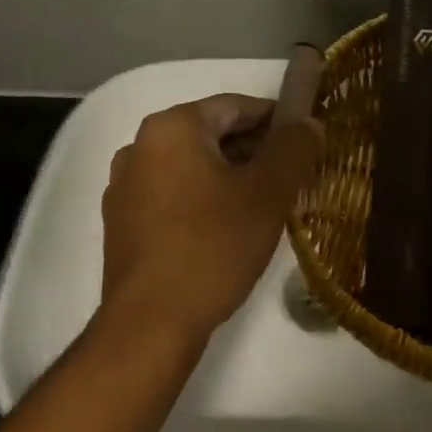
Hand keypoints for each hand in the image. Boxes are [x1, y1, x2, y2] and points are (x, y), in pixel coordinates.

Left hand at [100, 95, 322, 344]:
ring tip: (264, 205)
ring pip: (193, 166)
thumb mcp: (267, 194)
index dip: (277, 120)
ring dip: (230, 176)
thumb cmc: (212, 247)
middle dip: (254, 151)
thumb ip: (293, 148)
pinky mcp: (122, 222)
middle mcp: (140, 146)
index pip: (236, 106)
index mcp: (172, 127)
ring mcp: (125, 185)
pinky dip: (203, 199)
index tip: (306, 143)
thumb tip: (308, 122)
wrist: (150, 325)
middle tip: (291, 178)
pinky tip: (226, 229)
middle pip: (212, 134)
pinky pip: (173, 193)